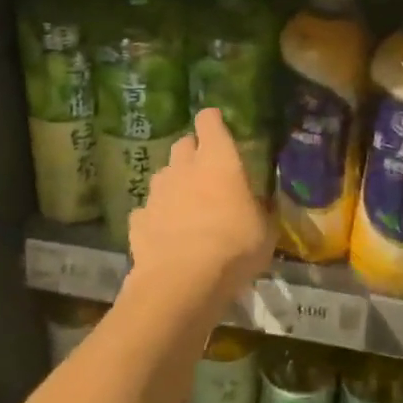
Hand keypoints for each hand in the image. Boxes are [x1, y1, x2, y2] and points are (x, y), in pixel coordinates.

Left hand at [129, 108, 274, 315]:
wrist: (182, 282)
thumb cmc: (234, 248)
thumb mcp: (264, 231)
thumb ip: (260, 210)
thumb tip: (259, 204)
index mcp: (218, 160)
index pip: (210, 122)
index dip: (213, 121)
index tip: (217, 125)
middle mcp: (183, 167)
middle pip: (183, 144)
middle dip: (193, 152)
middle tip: (207, 171)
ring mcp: (157, 192)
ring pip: (164, 175)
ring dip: (174, 183)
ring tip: (187, 205)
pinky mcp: (138, 219)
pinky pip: (148, 210)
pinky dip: (157, 216)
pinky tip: (166, 234)